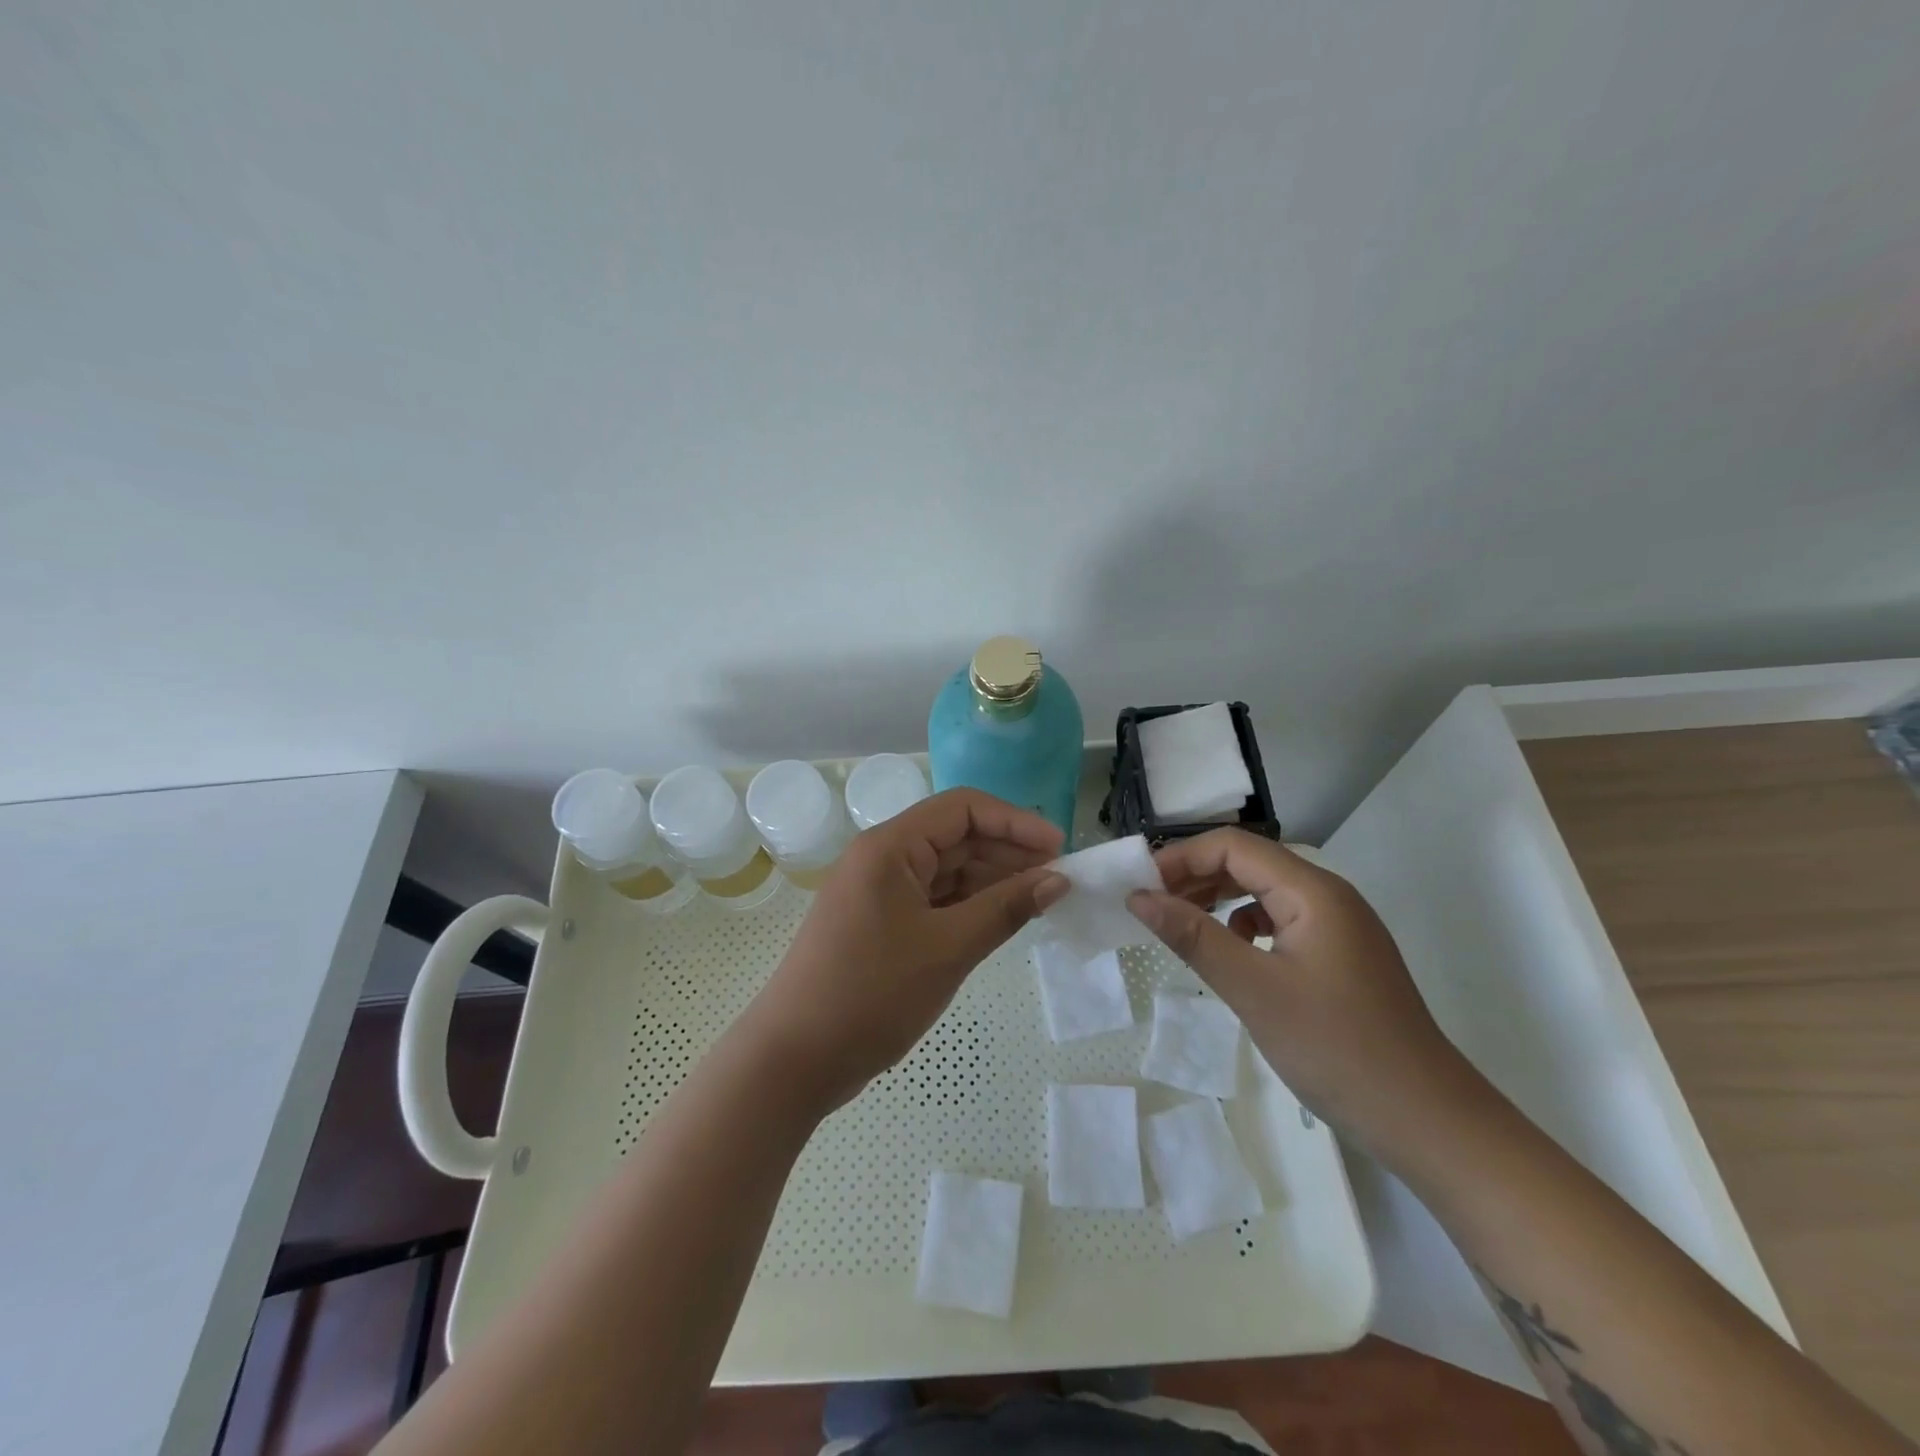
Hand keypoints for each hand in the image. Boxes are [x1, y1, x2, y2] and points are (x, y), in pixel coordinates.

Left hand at [742, 788, 1067, 1115]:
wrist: (794, 1059)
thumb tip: (1058, 880)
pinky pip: (933, 899)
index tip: (1060, 850)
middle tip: (1058, 881)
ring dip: (992, 881)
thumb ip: (1006, 908)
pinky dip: (968, 906)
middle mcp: (883, 857)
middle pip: (956, 835)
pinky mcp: (880, 922)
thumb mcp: (949, 948)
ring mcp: (879, 891)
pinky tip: (1001, 920)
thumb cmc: (872, 994)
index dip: (1015, 822)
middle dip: (1008, 853)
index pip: (963, 808)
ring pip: (946, 869)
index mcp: (890, 846)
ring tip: (1039, 901)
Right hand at [1126, 829, 1475, 1146]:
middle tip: (1152, 906)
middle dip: (1196, 876)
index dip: (1182, 859)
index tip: (1141, 888)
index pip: (1234, 847)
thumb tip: (1139, 897)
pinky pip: (1281, 921)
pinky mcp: (1341, 957)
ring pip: (1265, 892)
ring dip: (1218, 899)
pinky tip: (1232, 954)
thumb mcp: (1253, 990)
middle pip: (1250, 863)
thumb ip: (1193, 936)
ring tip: (1181, 925)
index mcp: (1313, 892)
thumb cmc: (1336, 1048)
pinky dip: (1246, 926)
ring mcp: (1339, 928)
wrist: (1428, 1122)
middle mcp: (1329, 897)